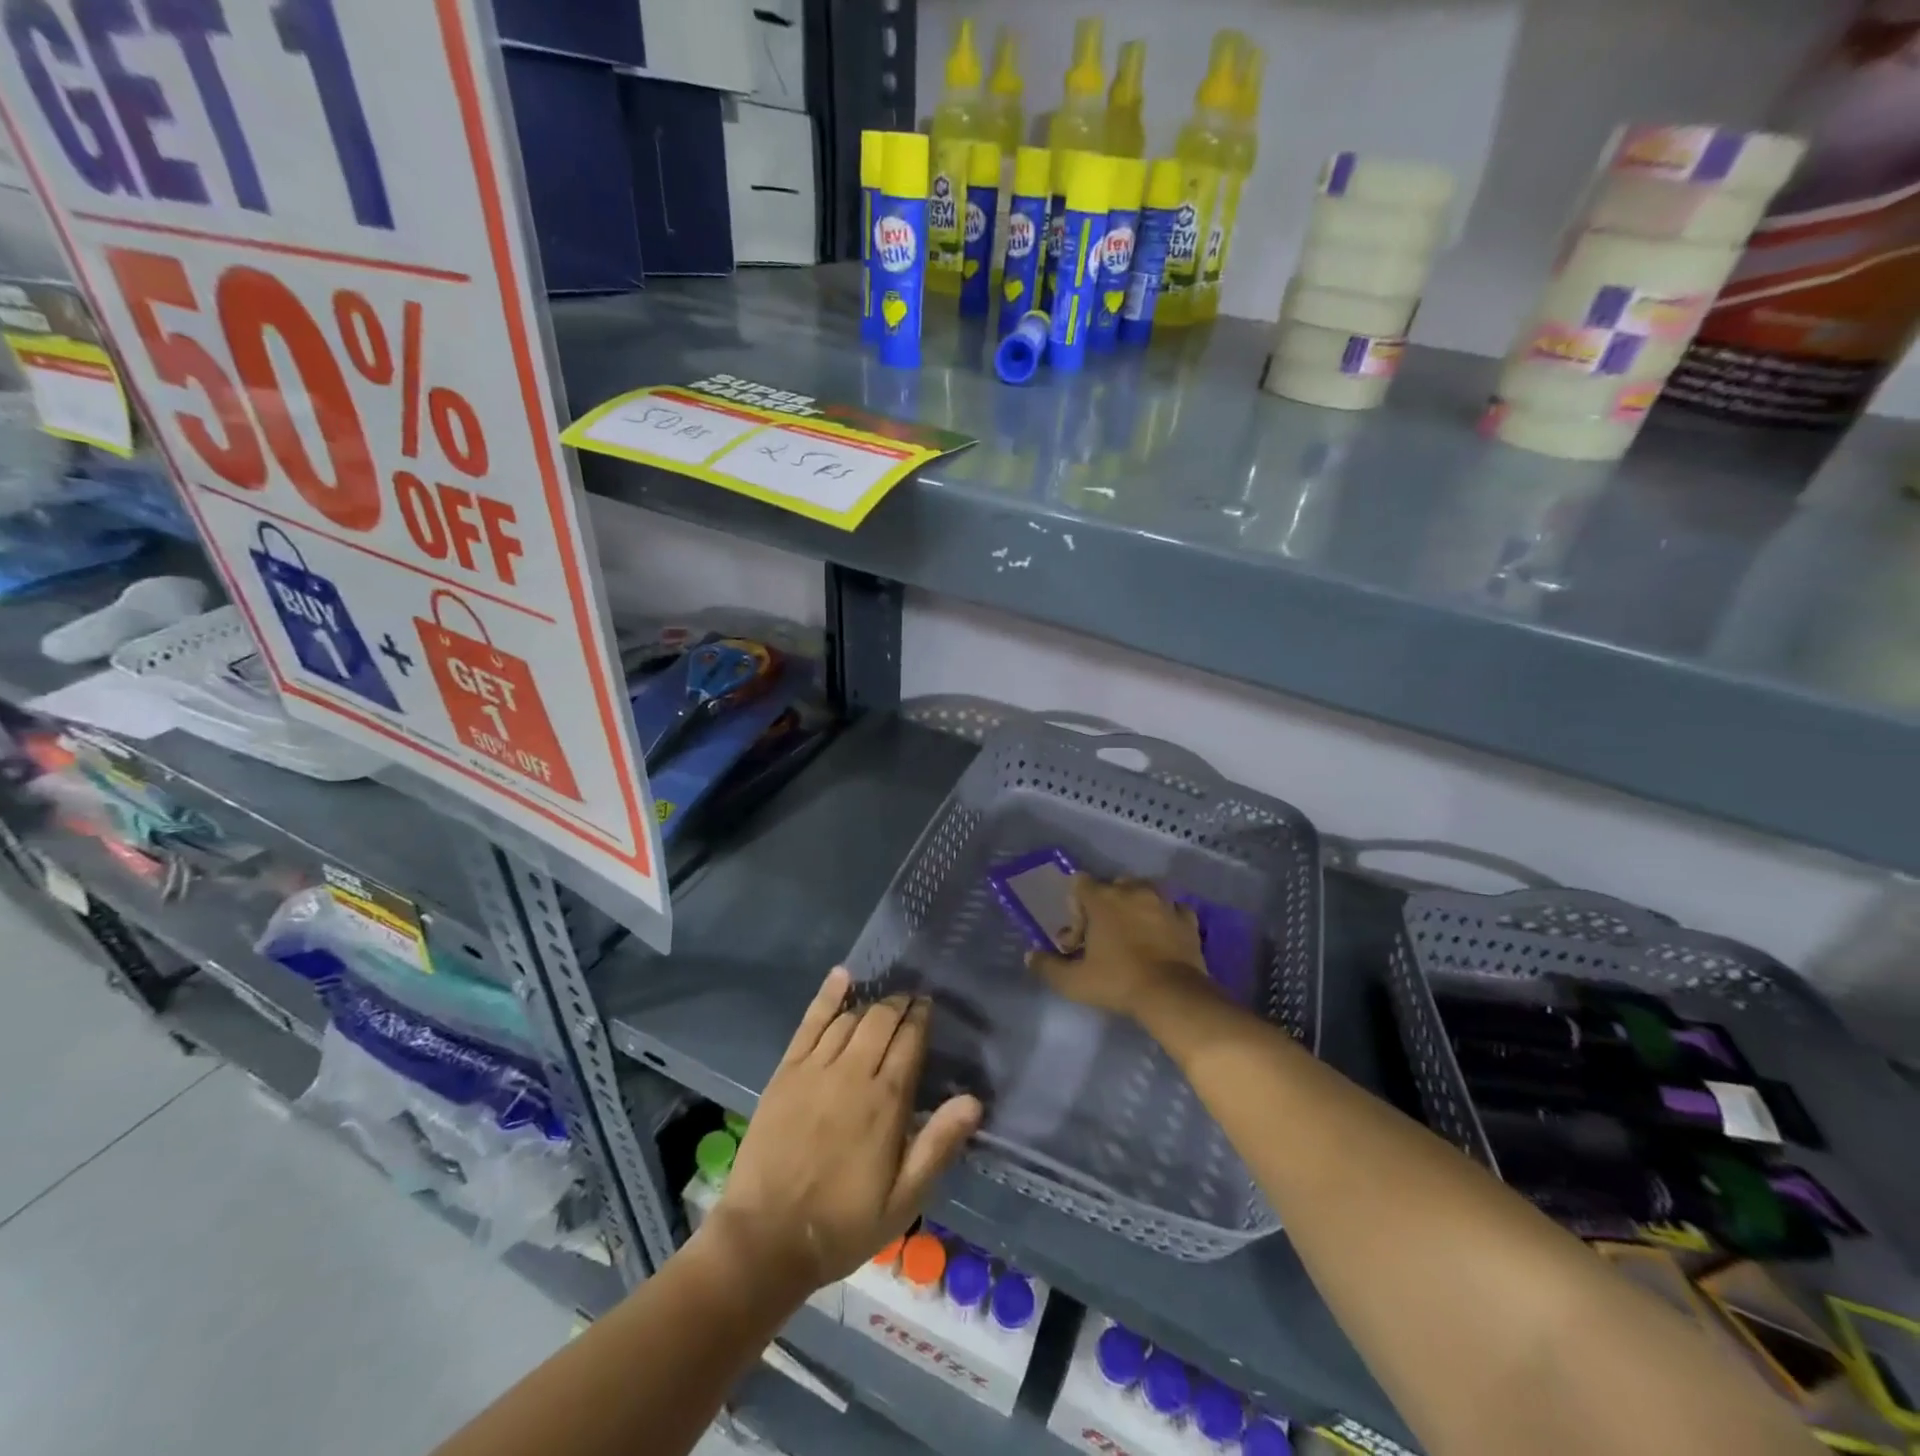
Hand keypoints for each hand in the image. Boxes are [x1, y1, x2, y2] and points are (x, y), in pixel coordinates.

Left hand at [709, 967, 981, 1293]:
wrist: (766, 1239)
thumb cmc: (843, 1224)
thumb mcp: (903, 1200)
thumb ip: (938, 1146)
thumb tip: (974, 1101)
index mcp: (886, 1102)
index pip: (910, 1041)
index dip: (921, 1019)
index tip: (928, 1007)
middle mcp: (853, 1073)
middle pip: (881, 1021)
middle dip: (899, 1005)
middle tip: (910, 1001)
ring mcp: (815, 1069)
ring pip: (849, 1019)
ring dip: (870, 1004)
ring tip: (883, 1000)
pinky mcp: (787, 1071)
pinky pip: (810, 1023)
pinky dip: (827, 997)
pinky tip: (841, 977)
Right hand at [1026, 874, 1207, 1016]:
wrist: (1172, 995)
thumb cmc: (1118, 981)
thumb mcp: (1074, 981)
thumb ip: (1048, 966)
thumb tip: (1030, 956)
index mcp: (1103, 898)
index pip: (1080, 882)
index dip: (1075, 907)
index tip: (1079, 936)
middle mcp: (1133, 890)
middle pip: (1113, 885)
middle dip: (1106, 905)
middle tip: (1104, 936)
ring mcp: (1164, 901)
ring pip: (1145, 891)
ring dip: (1136, 906)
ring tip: (1134, 933)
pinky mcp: (1187, 918)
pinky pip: (1173, 908)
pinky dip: (1166, 917)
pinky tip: (1162, 936)